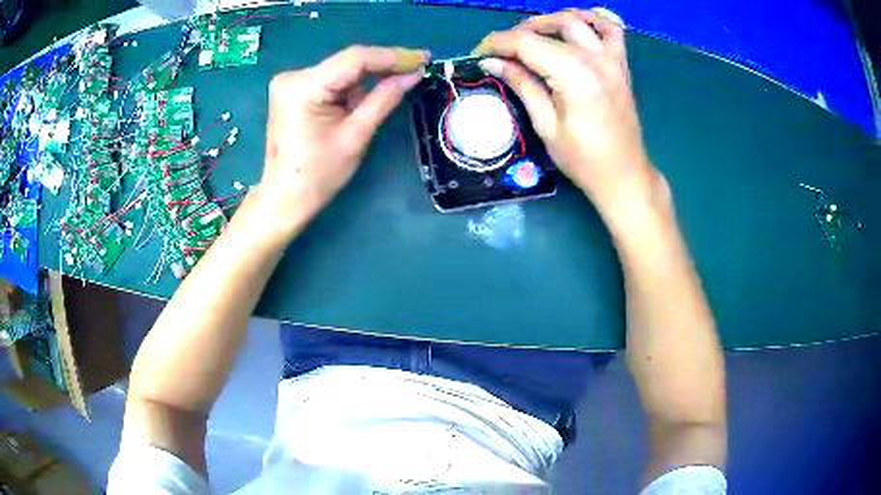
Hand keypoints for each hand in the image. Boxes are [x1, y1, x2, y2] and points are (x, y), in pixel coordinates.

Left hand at [257, 45, 428, 237]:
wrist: (284, 197)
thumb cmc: (319, 175)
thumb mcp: (356, 135)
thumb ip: (385, 98)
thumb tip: (415, 73)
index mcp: (304, 87)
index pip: (355, 59)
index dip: (392, 56)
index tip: (424, 58)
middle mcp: (294, 76)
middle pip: (348, 62)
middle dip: (384, 65)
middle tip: (419, 67)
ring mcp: (291, 82)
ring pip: (342, 70)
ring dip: (370, 77)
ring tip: (402, 80)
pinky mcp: (293, 91)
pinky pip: (332, 80)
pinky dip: (353, 86)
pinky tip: (372, 92)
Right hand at [473, 9, 667, 226]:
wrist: (624, 175)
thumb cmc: (584, 160)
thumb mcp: (546, 125)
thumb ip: (522, 85)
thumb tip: (491, 63)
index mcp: (574, 75)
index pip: (526, 43)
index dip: (497, 44)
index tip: (479, 54)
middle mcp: (595, 58)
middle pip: (549, 27)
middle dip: (518, 34)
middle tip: (502, 52)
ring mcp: (612, 59)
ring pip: (578, 20)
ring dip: (549, 21)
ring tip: (531, 35)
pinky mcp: (621, 64)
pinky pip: (611, 29)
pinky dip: (593, 19)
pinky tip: (576, 24)